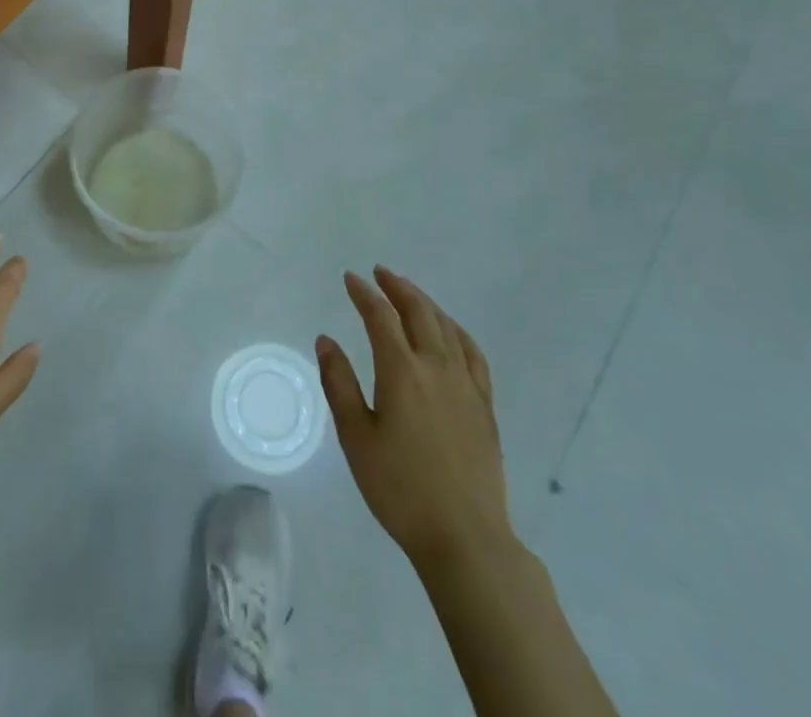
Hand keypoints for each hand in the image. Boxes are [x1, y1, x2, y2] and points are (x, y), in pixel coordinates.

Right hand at [316, 268, 512, 569]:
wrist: (464, 537)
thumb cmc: (400, 488)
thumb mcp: (356, 438)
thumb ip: (339, 384)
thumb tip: (326, 340)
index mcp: (401, 371)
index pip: (380, 317)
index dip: (364, 293)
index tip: (350, 278)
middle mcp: (436, 366)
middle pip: (418, 311)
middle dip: (397, 287)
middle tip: (380, 273)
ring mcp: (465, 384)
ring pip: (446, 327)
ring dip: (425, 303)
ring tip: (410, 293)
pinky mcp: (484, 405)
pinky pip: (472, 353)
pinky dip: (457, 331)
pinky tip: (450, 331)